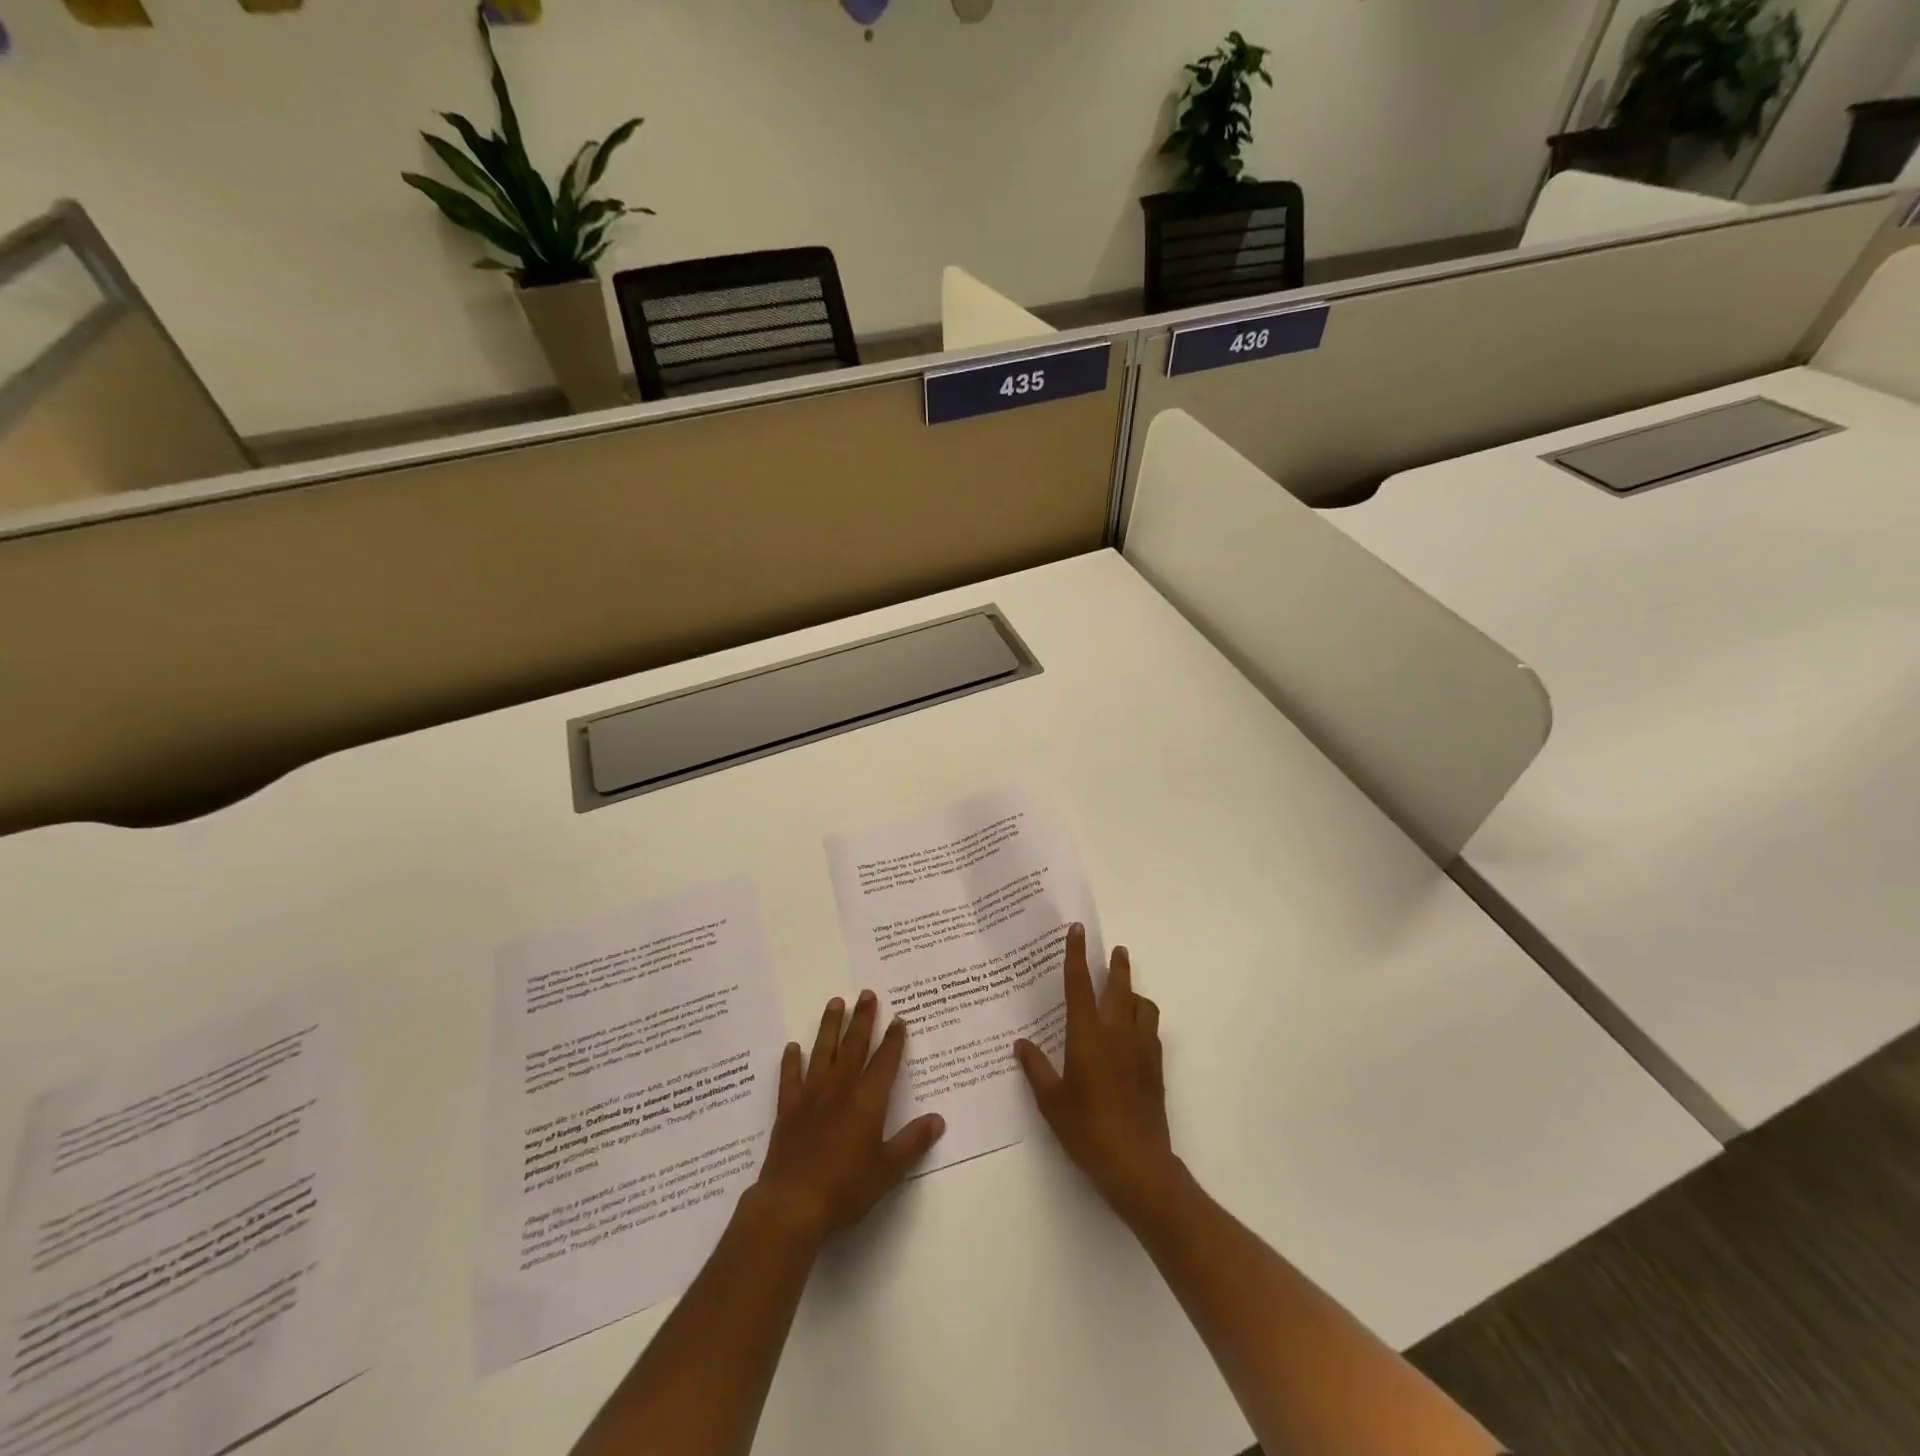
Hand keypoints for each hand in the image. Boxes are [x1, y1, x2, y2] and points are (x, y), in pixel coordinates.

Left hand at [752, 991, 945, 1242]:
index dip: (893, 1039)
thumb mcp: (888, 1170)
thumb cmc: (846, 1188)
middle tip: (866, 993)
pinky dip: (791, 1061)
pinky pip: (790, 1078)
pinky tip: (793, 1047)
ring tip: (835, 1002)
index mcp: (868, 1101)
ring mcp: (811, 1096)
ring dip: (830, 1026)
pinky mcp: (788, 1109)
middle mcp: (840, 1089)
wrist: (793, 1204)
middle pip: (854, 1046)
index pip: (884, 1061)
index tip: (898, 1018)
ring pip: (823, 1052)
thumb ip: (913, 1142)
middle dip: (862, 1019)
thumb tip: (938, 1119)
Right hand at [1015, 924, 1175, 1221]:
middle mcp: (1117, 1032)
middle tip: (1117, 951)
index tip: (1077, 930)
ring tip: (1126, 994)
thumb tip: (1022, 1044)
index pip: (1079, 985)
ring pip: (1143, 1005)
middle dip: (1118, 965)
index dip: (1077, 955)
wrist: (1136, 1163)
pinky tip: (1134, 1032)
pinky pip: (1151, 1029)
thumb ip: (1036, 1068)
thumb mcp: (1051, 1101)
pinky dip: (1143, 1019)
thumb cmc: (1086, 1129)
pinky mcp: (1156, 1067)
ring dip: (1134, 993)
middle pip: (1120, 987)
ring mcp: (1141, 1048)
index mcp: (1087, 1035)